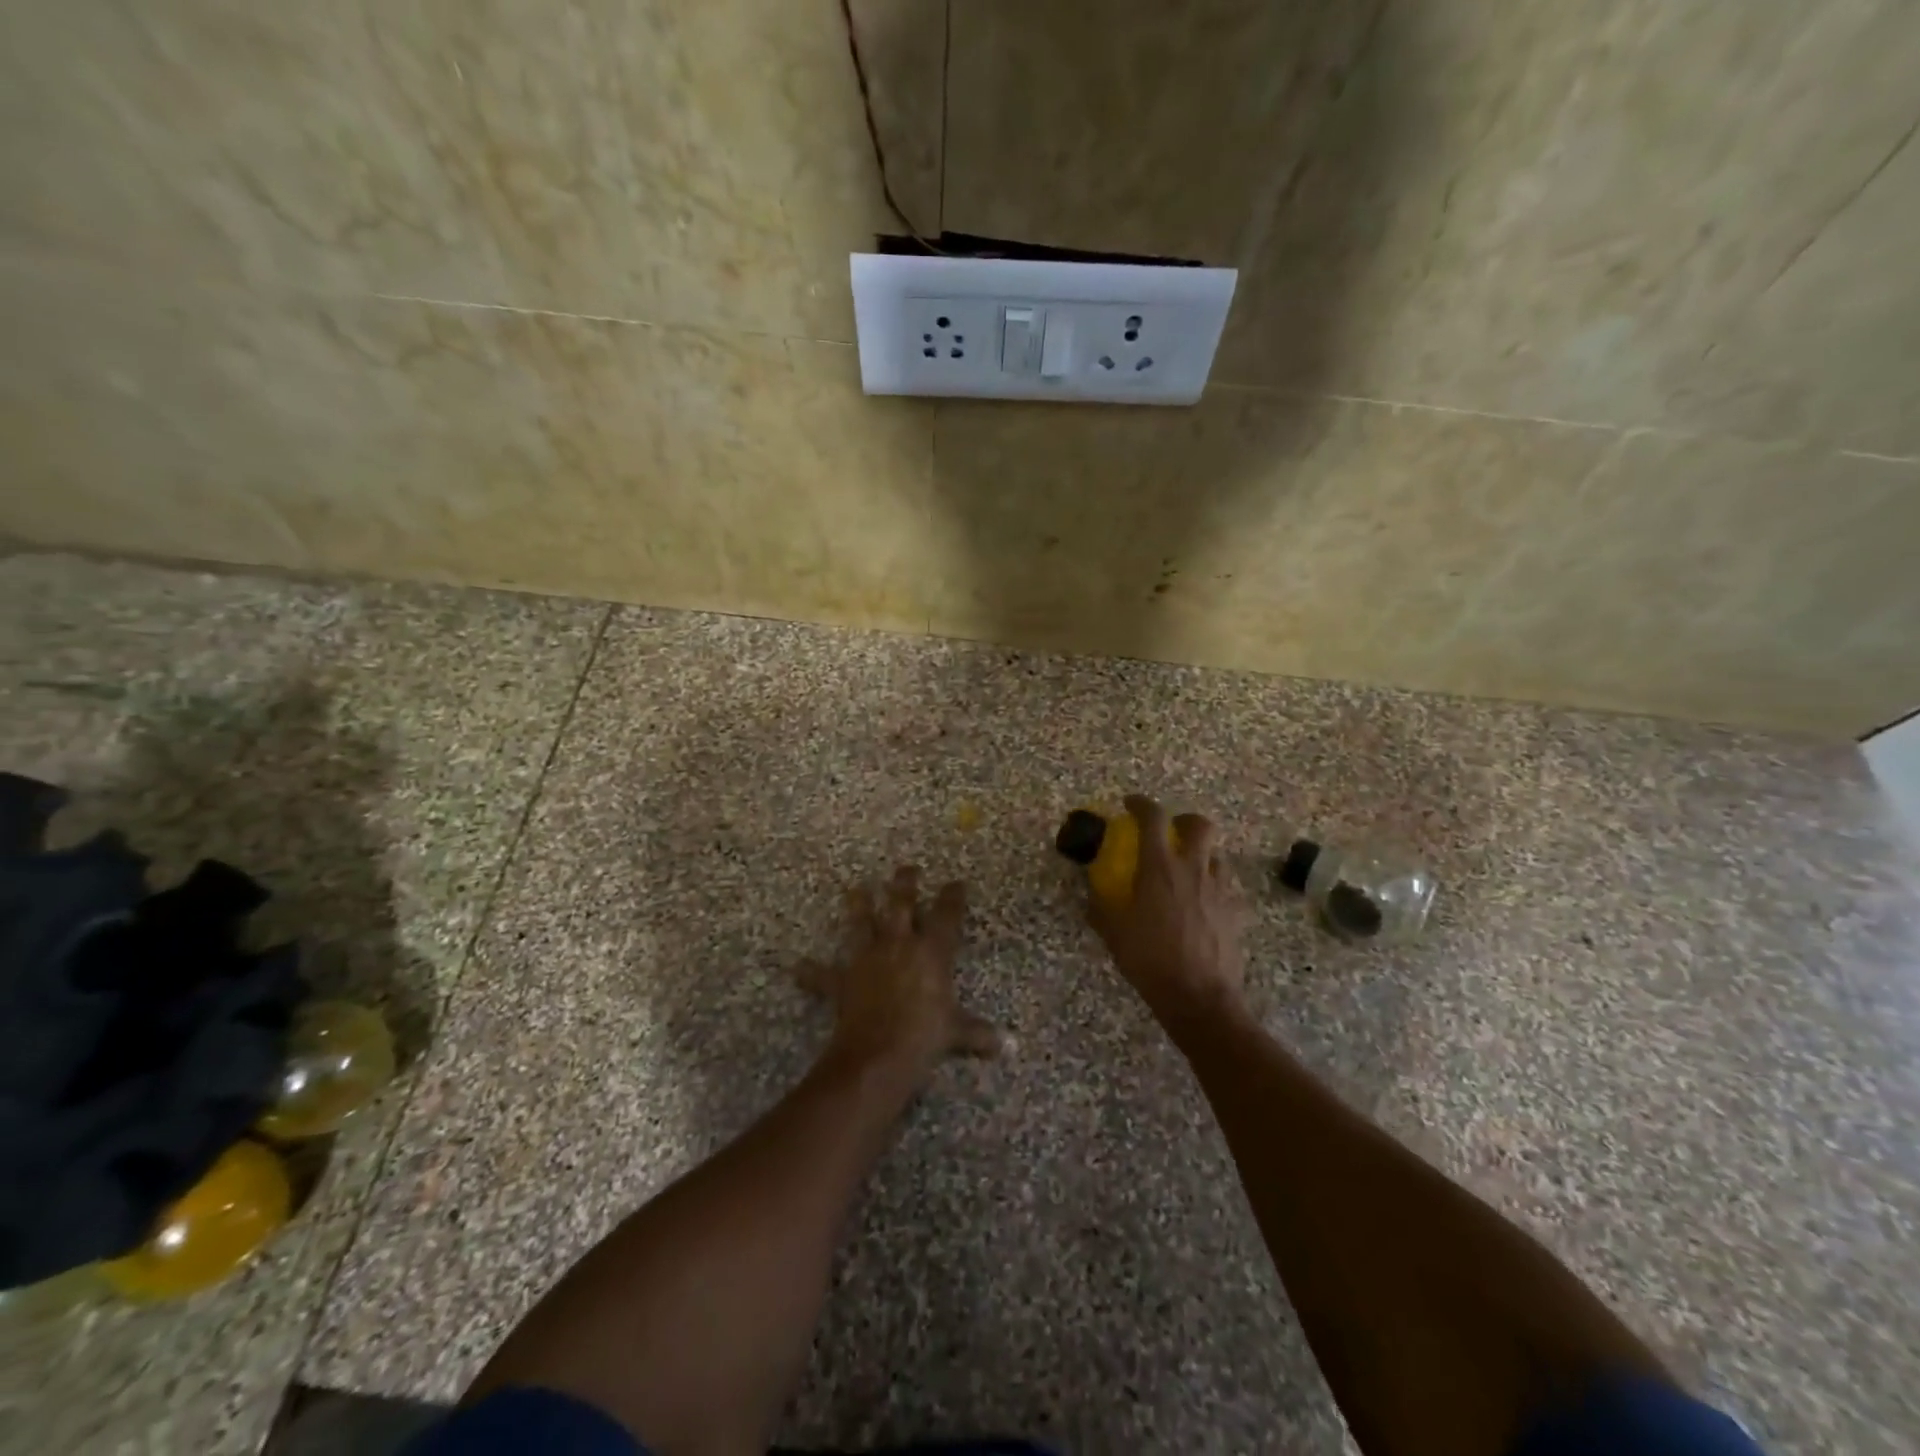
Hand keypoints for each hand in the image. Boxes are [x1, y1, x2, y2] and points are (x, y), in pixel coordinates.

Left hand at [797, 866, 999, 1086]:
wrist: (878, 1053)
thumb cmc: (924, 1036)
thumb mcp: (956, 1033)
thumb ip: (978, 1034)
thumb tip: (1007, 1046)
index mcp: (932, 951)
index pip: (947, 914)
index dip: (952, 896)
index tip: (956, 882)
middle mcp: (899, 944)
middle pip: (901, 903)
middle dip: (904, 883)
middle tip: (907, 868)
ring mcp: (868, 958)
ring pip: (861, 922)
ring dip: (858, 904)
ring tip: (855, 888)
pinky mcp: (843, 979)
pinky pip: (823, 975)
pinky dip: (811, 972)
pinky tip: (797, 967)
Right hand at [1087, 795, 1246, 1030]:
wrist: (1198, 997)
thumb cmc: (1150, 960)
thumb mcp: (1114, 933)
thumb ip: (1101, 907)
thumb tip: (1091, 893)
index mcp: (1160, 868)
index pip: (1153, 819)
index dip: (1141, 804)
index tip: (1130, 804)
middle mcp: (1193, 870)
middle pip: (1200, 825)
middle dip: (1185, 820)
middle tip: (1171, 830)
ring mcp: (1219, 890)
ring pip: (1217, 856)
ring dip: (1202, 855)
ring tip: (1188, 870)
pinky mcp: (1235, 912)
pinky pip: (1227, 888)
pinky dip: (1214, 887)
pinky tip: (1204, 904)